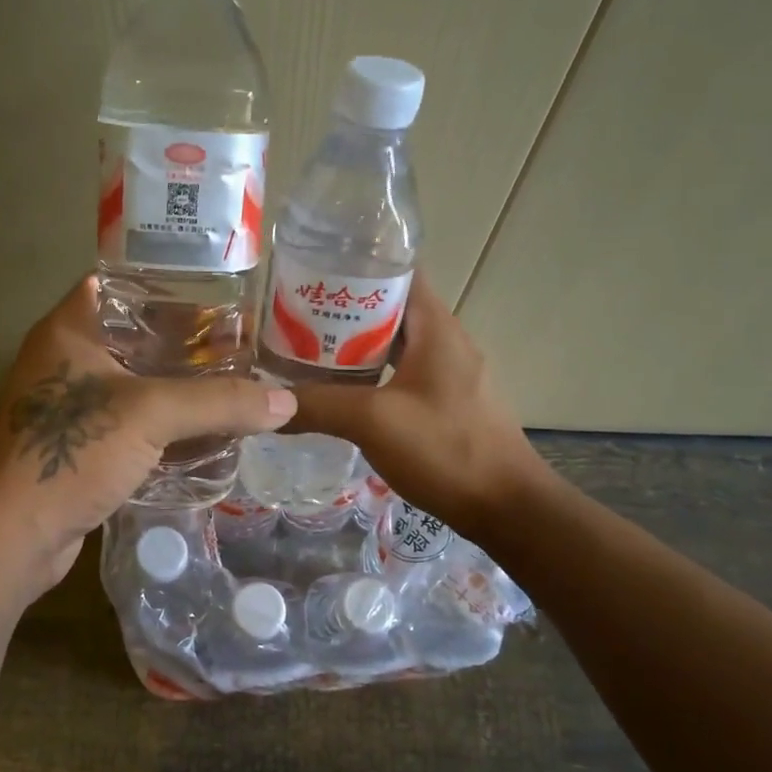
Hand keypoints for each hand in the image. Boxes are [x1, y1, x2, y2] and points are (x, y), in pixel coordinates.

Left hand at [0, 275, 297, 594]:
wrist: (14, 534)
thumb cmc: (72, 453)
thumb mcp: (151, 415)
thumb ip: (219, 403)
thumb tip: (286, 402)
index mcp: (71, 330)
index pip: (123, 286)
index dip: (170, 287)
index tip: (221, 296)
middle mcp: (68, 360)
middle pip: (138, 338)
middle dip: (189, 347)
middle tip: (243, 349)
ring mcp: (73, 408)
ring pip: (139, 386)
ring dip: (182, 392)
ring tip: (237, 389)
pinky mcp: (82, 448)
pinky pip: (134, 426)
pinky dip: (168, 428)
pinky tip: (210, 436)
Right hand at [283, 275, 552, 541]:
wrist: (505, 507)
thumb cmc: (445, 449)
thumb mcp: (374, 422)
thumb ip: (318, 406)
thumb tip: (265, 405)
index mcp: (436, 327)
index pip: (398, 271)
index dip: (355, 264)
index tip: (309, 271)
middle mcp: (445, 342)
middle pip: (389, 309)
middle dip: (342, 310)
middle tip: (293, 318)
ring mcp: (448, 375)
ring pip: (393, 347)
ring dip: (353, 348)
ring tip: (305, 354)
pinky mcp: (445, 405)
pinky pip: (399, 377)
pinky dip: (369, 379)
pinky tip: (339, 397)